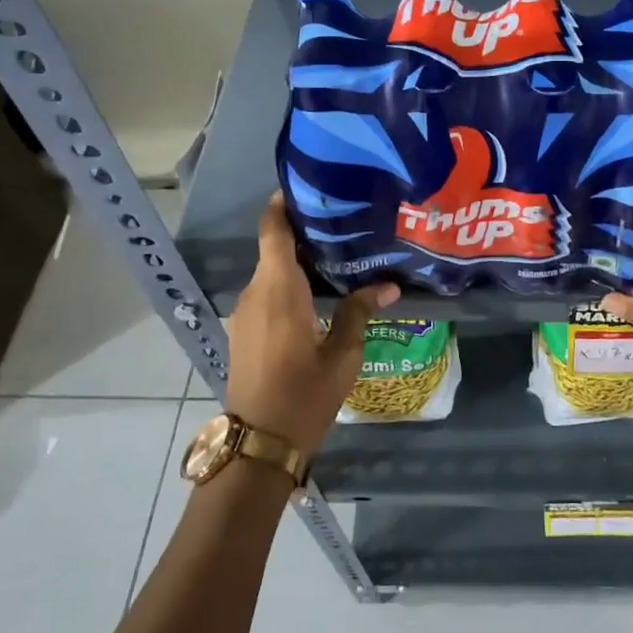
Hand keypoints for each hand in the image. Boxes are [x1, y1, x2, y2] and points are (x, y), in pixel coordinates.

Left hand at [224, 194, 398, 454]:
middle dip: (303, 234)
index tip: (308, 188)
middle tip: (343, 225)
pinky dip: (288, 285)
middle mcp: (255, 293)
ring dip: (297, 262)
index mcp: (277, 289)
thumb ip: (359, 312)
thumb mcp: (341, 355)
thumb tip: (388, 286)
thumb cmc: (303, 394)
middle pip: (274, 249)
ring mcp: (245, 314)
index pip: (272, 229)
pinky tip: (317, 294)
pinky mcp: (244, 332)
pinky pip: (266, 294)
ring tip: (337, 257)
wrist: (258, 444)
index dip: (283, 204)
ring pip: (270, 273)